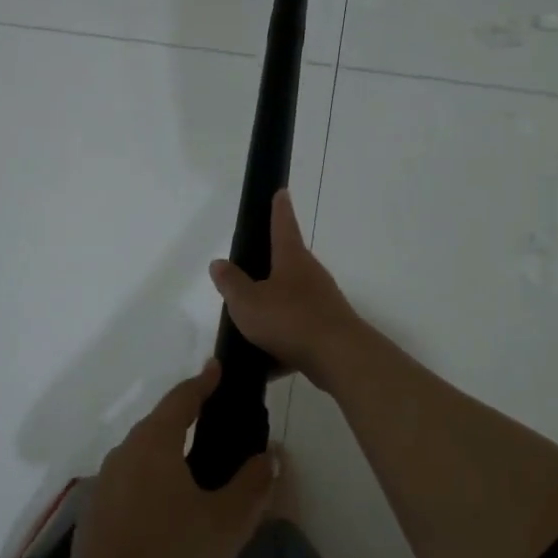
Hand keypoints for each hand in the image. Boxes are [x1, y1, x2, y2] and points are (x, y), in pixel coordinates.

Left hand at [70, 360, 275, 557]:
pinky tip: (167, 507)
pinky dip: (151, 478)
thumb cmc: (173, 552)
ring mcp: (105, 479)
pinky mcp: (96, 507)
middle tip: (214, 419)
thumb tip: (270, 455)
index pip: (182, 398)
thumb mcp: (228, 521)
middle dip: (186, 416)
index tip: (217, 368)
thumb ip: (253, 483)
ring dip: (168, 450)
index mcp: (155, 442)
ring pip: (143, 452)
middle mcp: (125, 451)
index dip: (203, 382)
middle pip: (159, 422)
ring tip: (195, 468)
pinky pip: (130, 478)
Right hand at [209, 190, 362, 391]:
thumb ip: (231, 283)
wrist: (338, 356)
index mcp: (291, 259)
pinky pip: (298, 332)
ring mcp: (322, 302)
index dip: (279, 209)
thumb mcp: (248, 302)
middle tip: (248, 272)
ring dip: (273, 310)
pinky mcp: (327, 329)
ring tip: (248, 328)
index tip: (281, 192)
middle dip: (270, 267)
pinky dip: (282, 344)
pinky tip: (266, 365)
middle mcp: (310, 275)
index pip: (283, 225)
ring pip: (291, 301)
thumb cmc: (289, 319)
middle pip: (288, 264)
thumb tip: (219, 263)